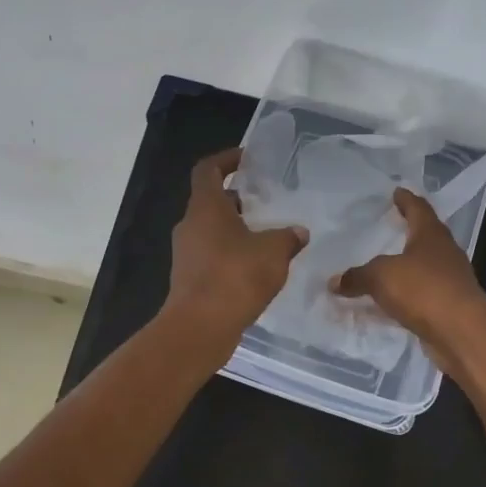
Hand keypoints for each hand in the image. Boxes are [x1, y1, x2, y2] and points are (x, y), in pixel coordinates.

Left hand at [163, 148, 307, 356]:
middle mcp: (190, 226)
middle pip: (210, 202)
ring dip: (236, 230)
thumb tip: (299, 232)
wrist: (200, 327)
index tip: (247, 159)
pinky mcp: (190, 280)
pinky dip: (231, 256)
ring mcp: (186, 254)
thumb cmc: (235, 277)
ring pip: (212, 231)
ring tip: (267, 238)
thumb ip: (288, 237)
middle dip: (237, 200)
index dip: (226, 159)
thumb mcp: (273, 252)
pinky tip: (257, 269)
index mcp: (205, 208)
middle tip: (265, 203)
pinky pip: (212, 257)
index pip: (208, 170)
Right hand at [331, 188, 485, 370]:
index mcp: (431, 234)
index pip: (418, 208)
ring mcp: (451, 279)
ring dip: (408, 265)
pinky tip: (393, 300)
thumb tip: (333, 282)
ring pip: (426, 266)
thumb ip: (357, 277)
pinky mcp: (450, 305)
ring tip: (387, 264)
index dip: (406, 200)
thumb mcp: (381, 277)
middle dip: (410, 231)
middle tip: (390, 226)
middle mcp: (445, 252)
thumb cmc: (423, 290)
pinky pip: (423, 293)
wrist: (462, 332)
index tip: (397, 191)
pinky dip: (408, 294)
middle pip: (426, 235)